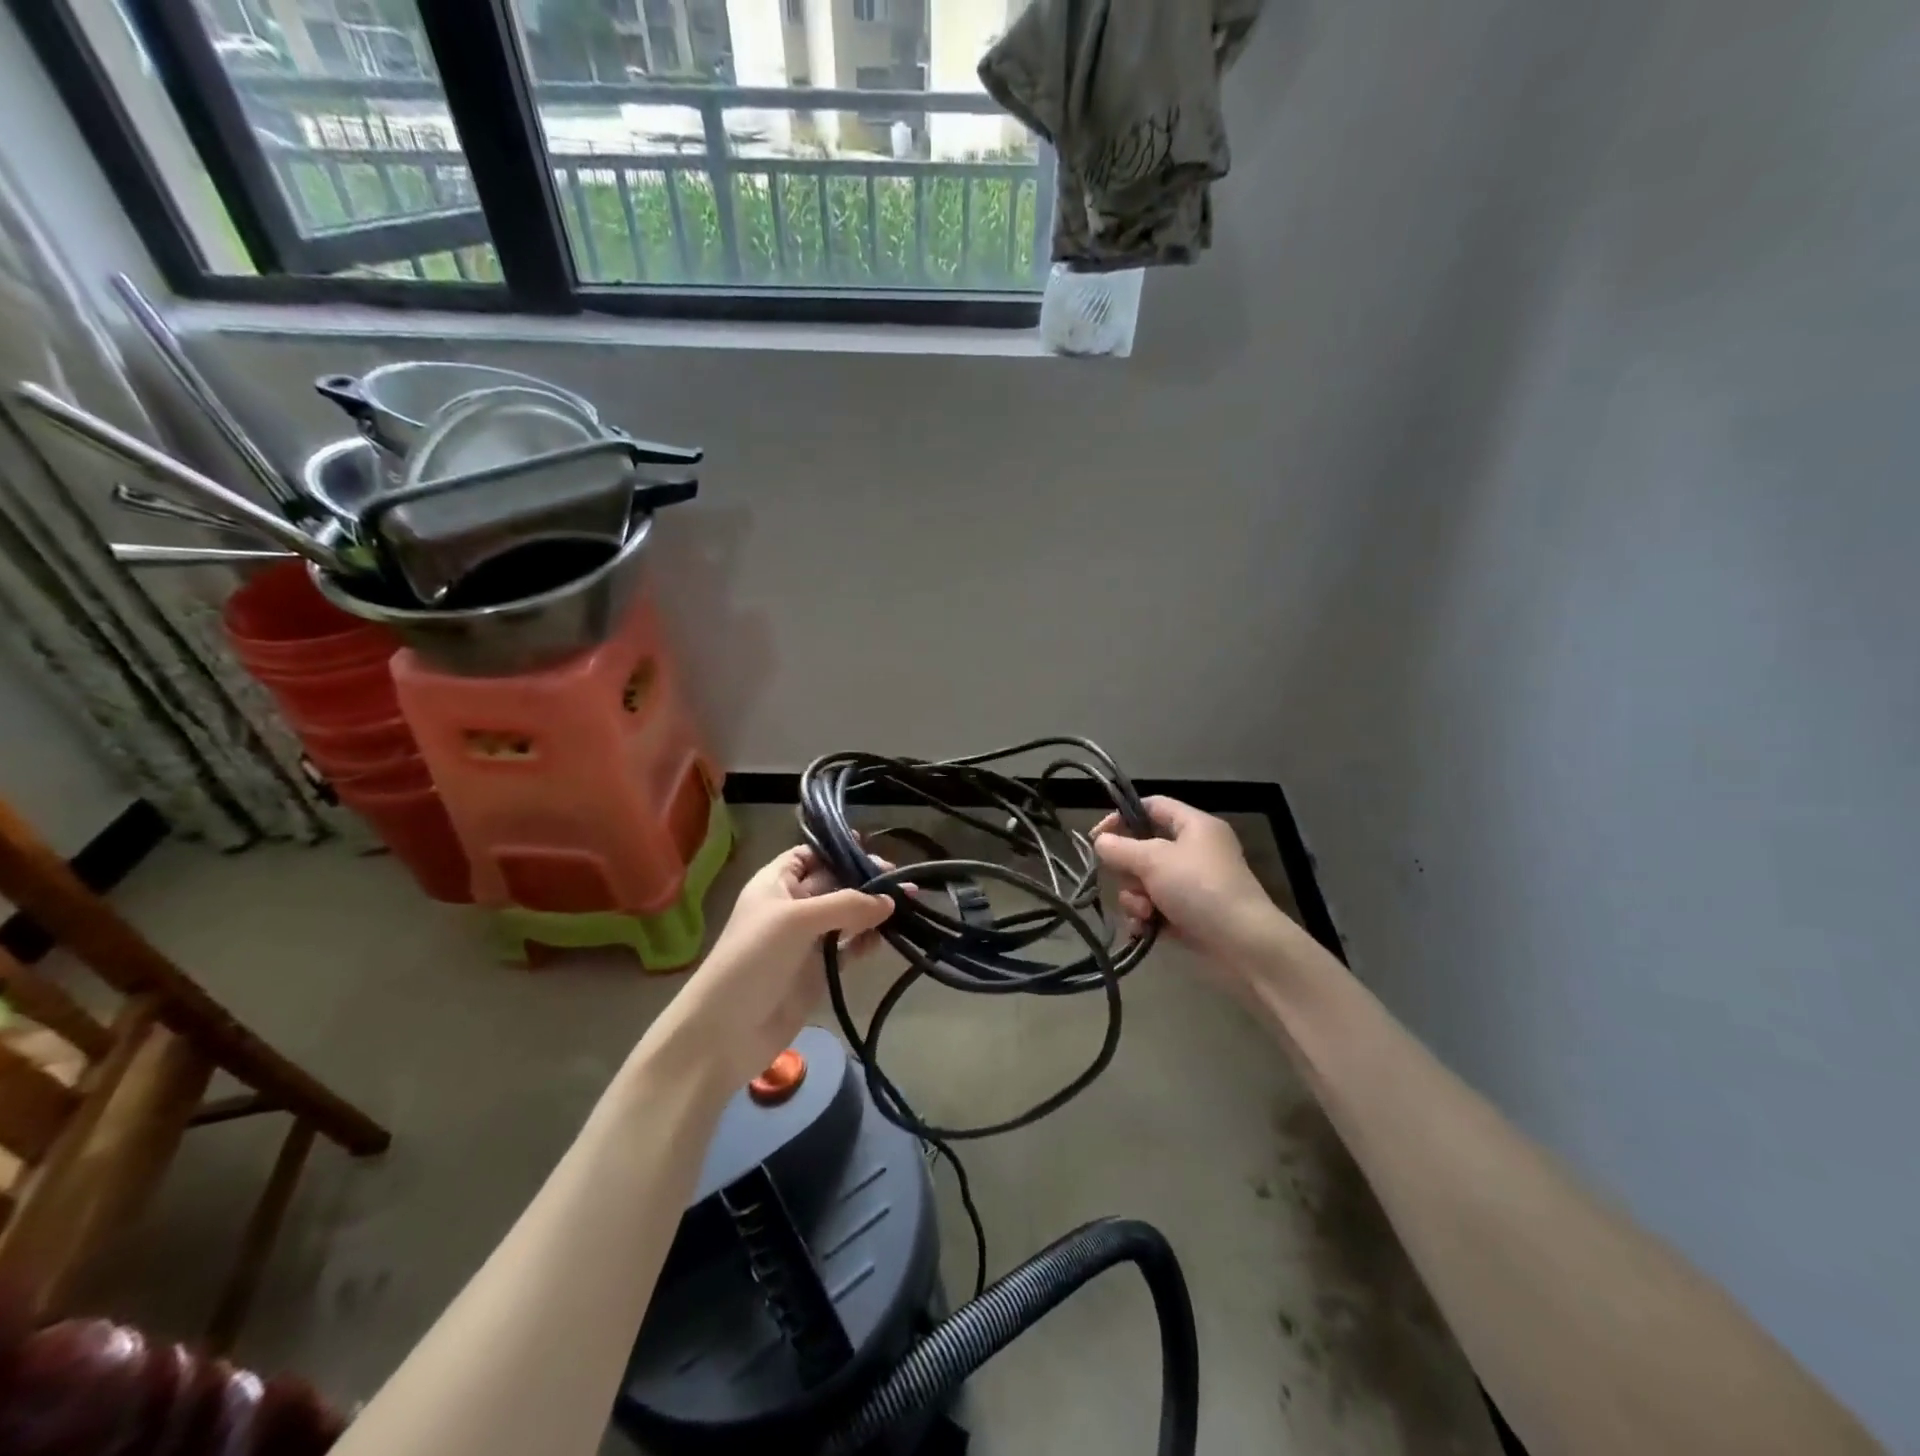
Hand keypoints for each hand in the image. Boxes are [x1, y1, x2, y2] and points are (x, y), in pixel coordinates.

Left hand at [643, 846, 894, 1091]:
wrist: (725, 1032)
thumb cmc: (753, 959)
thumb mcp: (796, 921)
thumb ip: (846, 905)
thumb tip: (890, 901)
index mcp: (776, 883)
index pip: (809, 855)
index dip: (837, 849)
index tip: (872, 847)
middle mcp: (792, 906)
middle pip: (835, 882)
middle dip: (865, 878)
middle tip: (903, 881)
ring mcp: (807, 940)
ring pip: (847, 915)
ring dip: (873, 910)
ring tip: (908, 905)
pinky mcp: (819, 970)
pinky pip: (850, 947)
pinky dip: (867, 940)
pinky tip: (887, 937)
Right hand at [1093, 797, 1285, 969]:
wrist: (1242, 945)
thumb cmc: (1199, 888)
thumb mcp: (1154, 861)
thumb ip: (1121, 848)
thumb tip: (1100, 842)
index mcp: (1194, 826)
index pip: (1152, 806)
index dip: (1122, 816)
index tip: (1097, 837)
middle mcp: (1194, 851)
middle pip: (1143, 848)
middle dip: (1128, 870)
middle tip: (1127, 881)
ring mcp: (1192, 885)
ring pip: (1145, 882)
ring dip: (1135, 897)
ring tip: (1144, 913)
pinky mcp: (1189, 914)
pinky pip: (1154, 907)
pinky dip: (1146, 917)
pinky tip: (1144, 929)